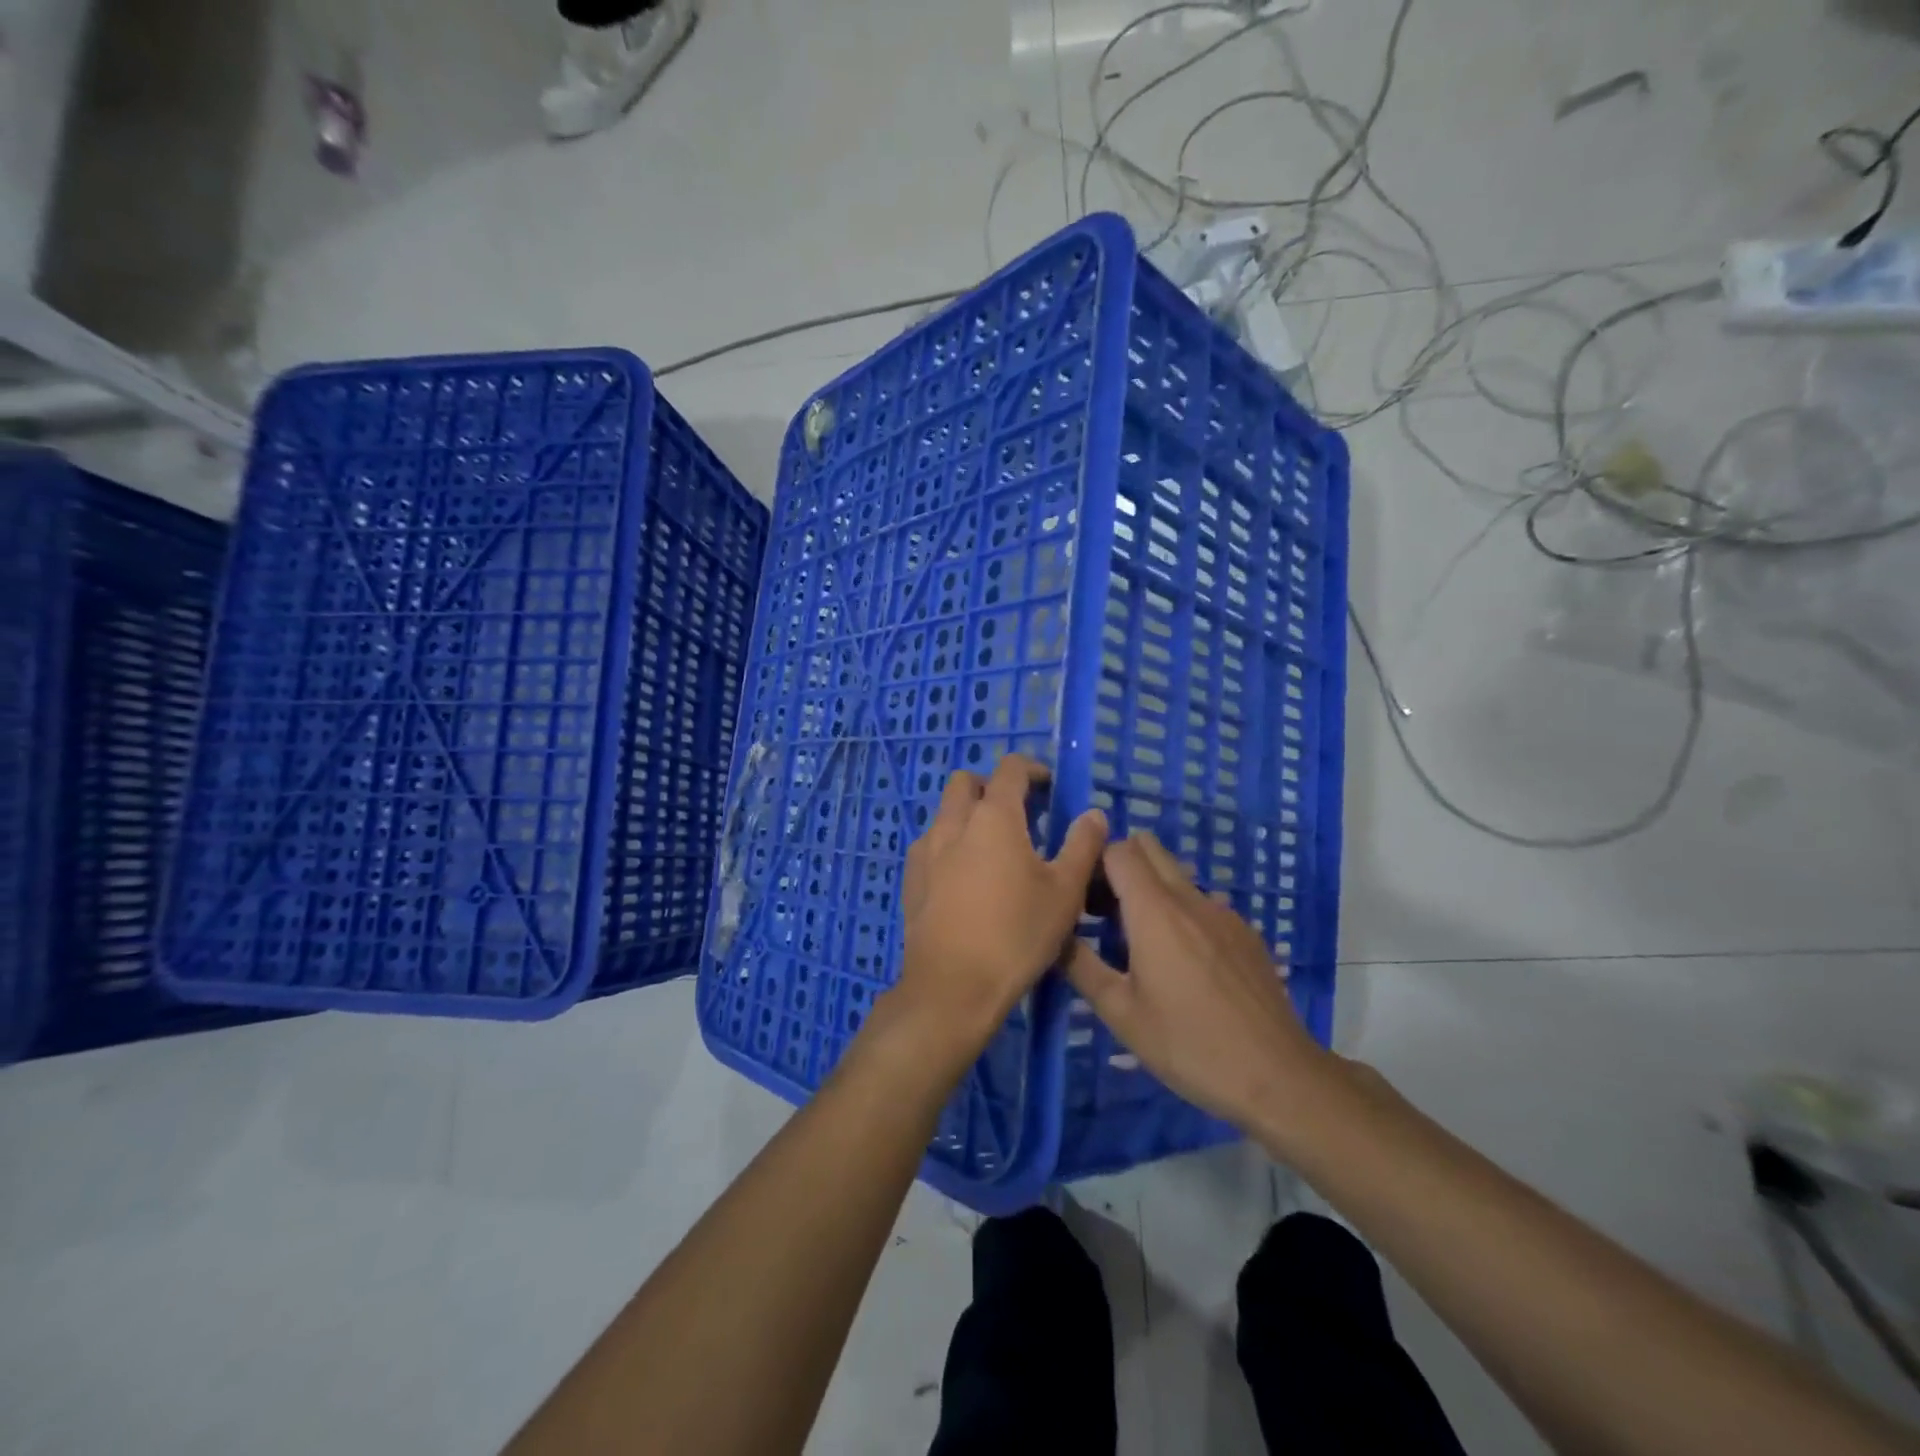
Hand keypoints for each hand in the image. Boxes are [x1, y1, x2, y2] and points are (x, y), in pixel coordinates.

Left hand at [881, 755, 1106, 1061]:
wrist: (952, 987)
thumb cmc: (1017, 934)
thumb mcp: (1065, 892)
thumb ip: (1082, 845)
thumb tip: (1093, 814)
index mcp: (993, 817)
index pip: (1010, 768)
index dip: (1033, 769)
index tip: (1050, 788)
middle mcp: (953, 822)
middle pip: (966, 781)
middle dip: (992, 787)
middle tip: (1020, 816)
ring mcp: (926, 850)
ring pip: (945, 813)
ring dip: (969, 816)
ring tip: (994, 851)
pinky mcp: (911, 878)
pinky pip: (931, 844)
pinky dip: (951, 845)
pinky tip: (966, 879)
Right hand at [1065, 830, 1331, 1130]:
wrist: (1277, 1075)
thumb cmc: (1188, 1044)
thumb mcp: (1121, 1013)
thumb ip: (1081, 967)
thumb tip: (1054, 935)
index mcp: (1154, 911)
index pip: (1119, 850)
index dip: (1094, 863)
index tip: (1082, 898)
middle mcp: (1190, 899)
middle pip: (1149, 848)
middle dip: (1120, 865)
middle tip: (1105, 912)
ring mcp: (1224, 913)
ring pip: (1177, 875)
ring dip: (1151, 890)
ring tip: (1141, 942)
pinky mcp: (1246, 933)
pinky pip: (1204, 903)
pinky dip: (1183, 913)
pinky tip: (1185, 964)